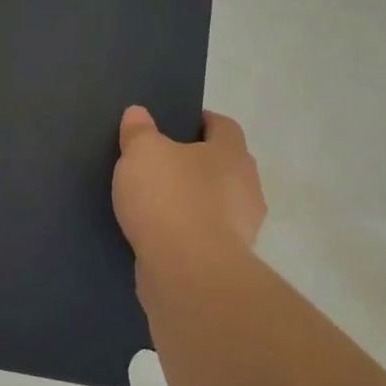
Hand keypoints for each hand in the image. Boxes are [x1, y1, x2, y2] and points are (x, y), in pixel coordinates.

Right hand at [112, 105, 266, 268]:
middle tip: (160, 164)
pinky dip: (187, 232)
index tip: (176, 124)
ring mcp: (242, 228)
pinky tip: (160, 234)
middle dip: (197, 164)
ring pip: (217, 203)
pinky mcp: (227, 261)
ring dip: (194, 201)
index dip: (201, 122)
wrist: (188, 271)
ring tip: (156, 203)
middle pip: (223, 165)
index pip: (223, 126)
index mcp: (232, 153)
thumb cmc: (169, 198)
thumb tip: (138, 113)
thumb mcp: (142, 153)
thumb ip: (139, 131)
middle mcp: (247, 186)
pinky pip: (205, 236)